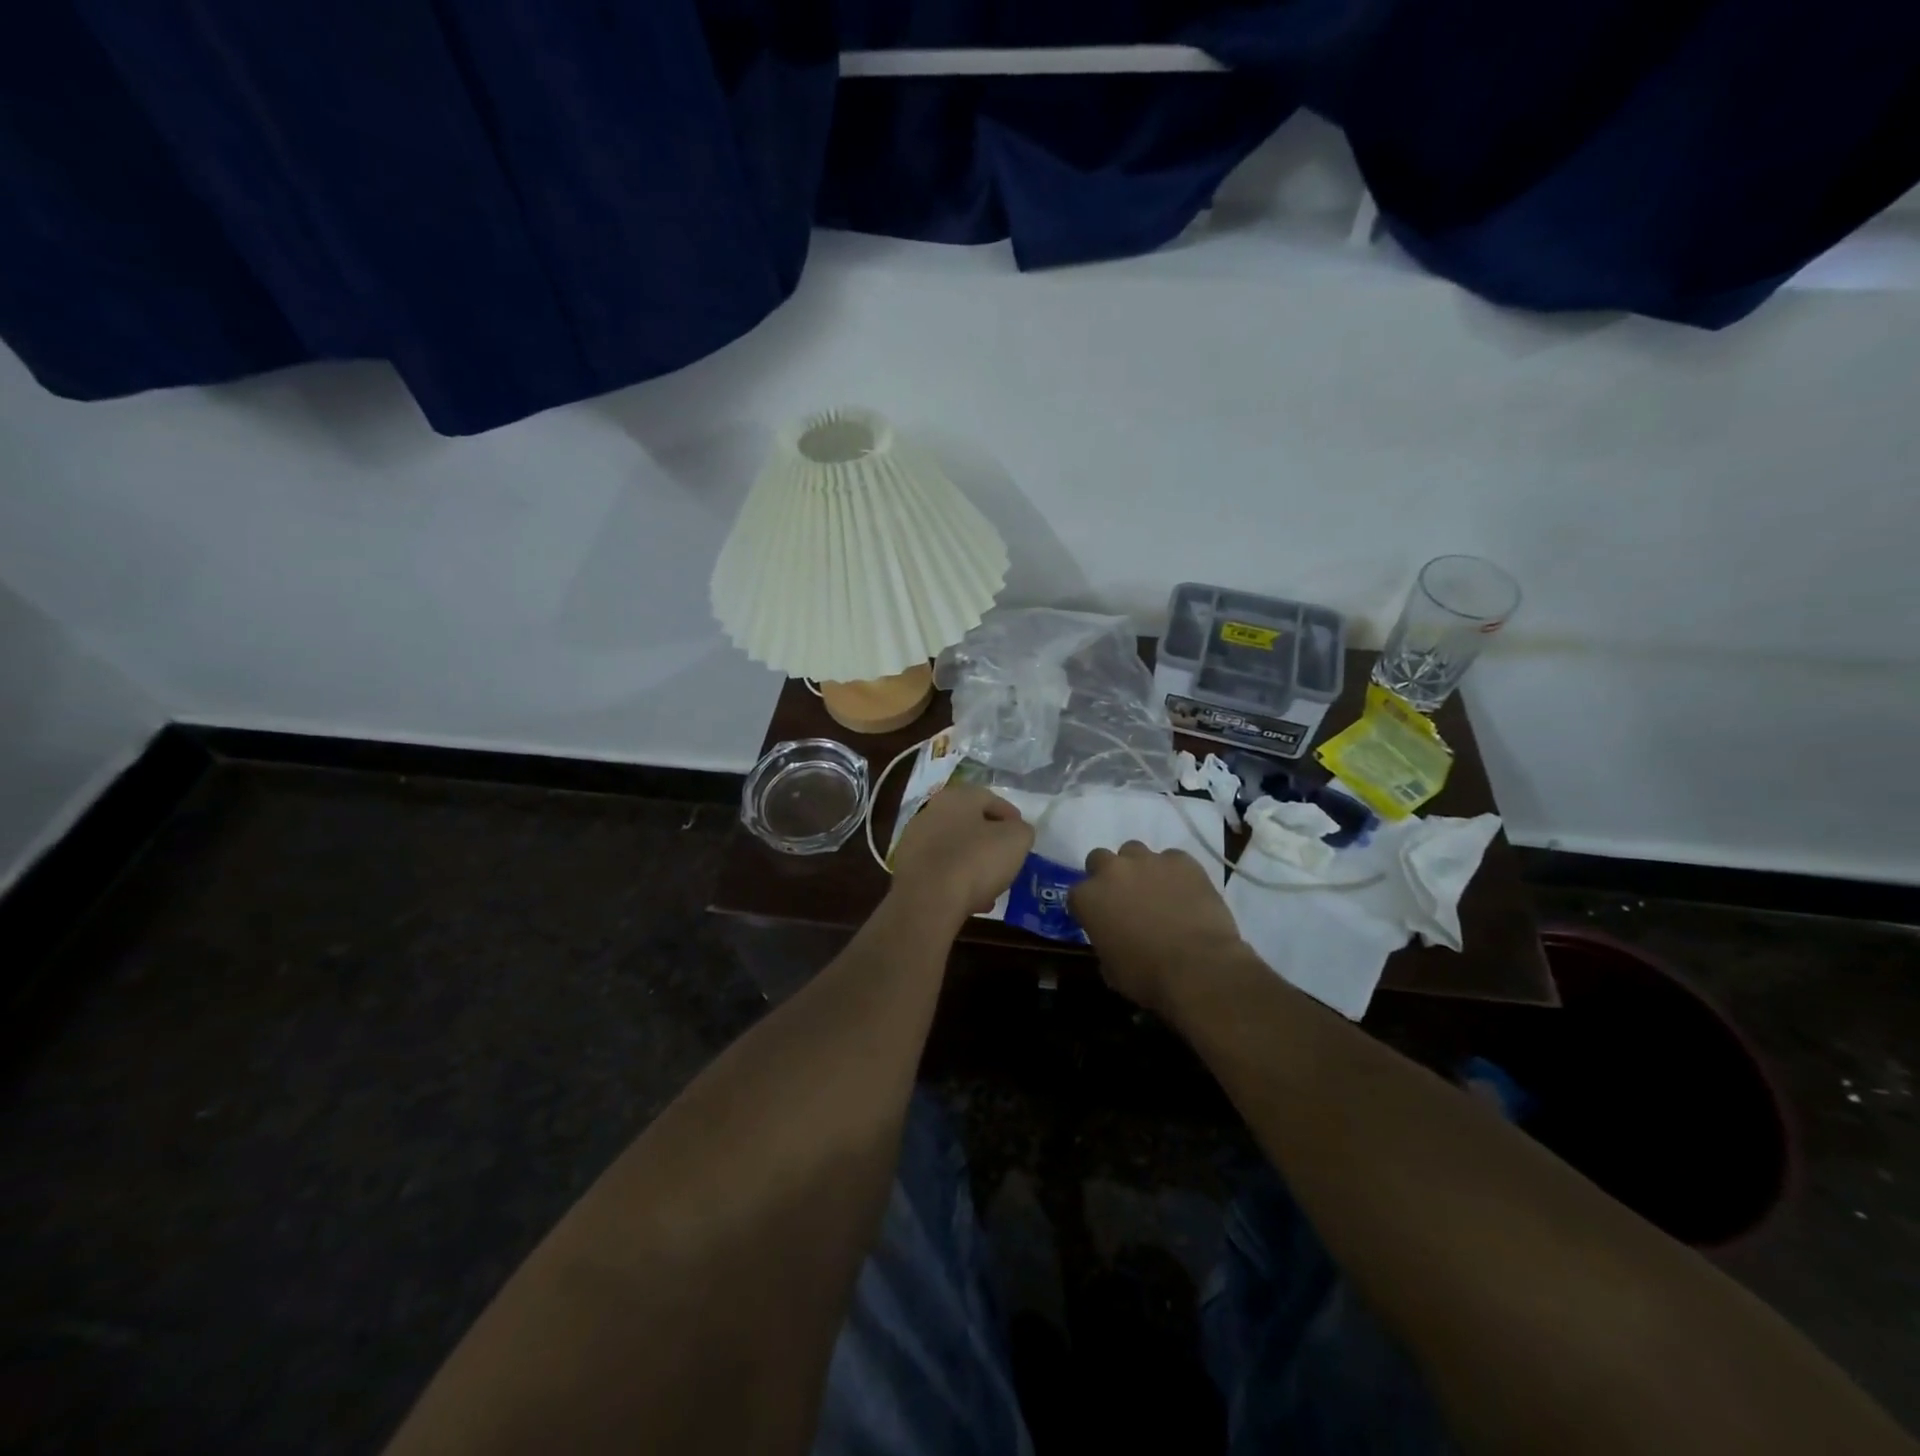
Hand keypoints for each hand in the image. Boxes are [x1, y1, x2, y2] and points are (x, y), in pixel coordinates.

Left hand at [889, 784, 1034, 928]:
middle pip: (971, 824)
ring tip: (992, 887)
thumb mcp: (1016, 841)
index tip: (1023, 836)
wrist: (927, 900)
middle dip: (991, 842)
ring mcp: (915, 839)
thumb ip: (1022, 831)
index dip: (1011, 817)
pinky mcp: (907, 868)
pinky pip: (940, 870)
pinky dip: (957, 881)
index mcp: (957, 797)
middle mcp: (931, 811)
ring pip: (955, 849)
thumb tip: (1015, 832)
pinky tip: (971, 900)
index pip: (991, 799)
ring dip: (975, 864)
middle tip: (1007, 860)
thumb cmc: (975, 861)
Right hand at [1071, 842, 1246, 1012]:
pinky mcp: (1181, 860)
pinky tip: (1185, 893)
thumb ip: (1104, 943)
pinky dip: (1174, 872)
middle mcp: (1112, 870)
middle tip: (1124, 898)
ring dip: (1139, 868)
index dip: (1088, 907)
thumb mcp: (1111, 970)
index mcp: (1088, 898)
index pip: (1076, 894)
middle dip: (1108, 875)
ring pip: (1135, 851)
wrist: (1199, 968)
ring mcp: (1148, 860)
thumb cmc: (1148, 976)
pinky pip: (1172, 859)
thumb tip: (1113, 940)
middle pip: (1100, 859)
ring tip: (1156, 890)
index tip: (1099, 920)